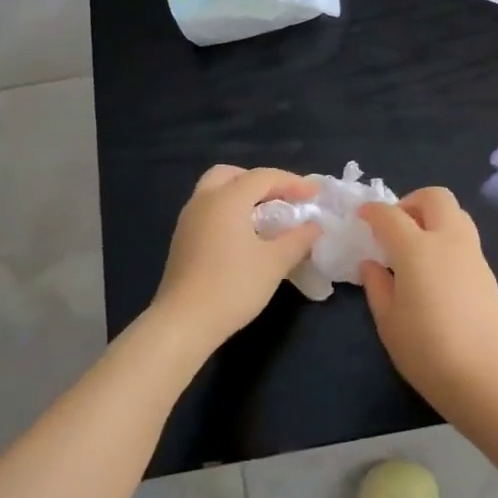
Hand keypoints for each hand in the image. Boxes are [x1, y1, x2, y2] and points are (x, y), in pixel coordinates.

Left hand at [153, 165, 320, 349]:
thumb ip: (298, 239)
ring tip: (267, 217)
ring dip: (243, 196)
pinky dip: (229, 212)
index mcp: (227, 199)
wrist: (184, 322)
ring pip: (216, 192)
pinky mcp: (182, 240)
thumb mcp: (275, 262)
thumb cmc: (234, 286)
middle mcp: (204, 201)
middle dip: (260, 182)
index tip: (315, 194)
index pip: (264, 177)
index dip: (293, 182)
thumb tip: (314, 226)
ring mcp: (188, 220)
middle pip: (232, 175)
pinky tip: (245, 236)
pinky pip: (209, 211)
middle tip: (283, 198)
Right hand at [358, 188, 497, 401]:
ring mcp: (473, 254)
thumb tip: (372, 263)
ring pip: (456, 213)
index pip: (390, 215)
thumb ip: (377, 285)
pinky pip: (465, 238)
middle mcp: (448, 240)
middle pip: (434, 197)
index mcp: (417, 248)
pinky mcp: (488, 272)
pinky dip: (447, 239)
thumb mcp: (388, 321)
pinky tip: (435, 271)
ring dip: (433, 217)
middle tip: (395, 228)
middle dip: (411, 202)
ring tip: (415, 247)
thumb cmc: (426, 350)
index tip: (361, 217)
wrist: (485, 377)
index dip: (372, 211)